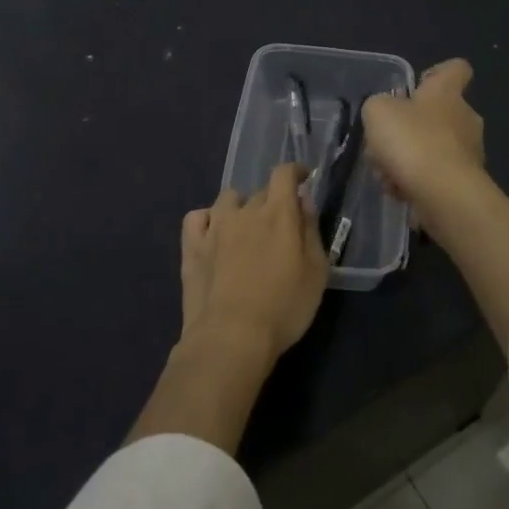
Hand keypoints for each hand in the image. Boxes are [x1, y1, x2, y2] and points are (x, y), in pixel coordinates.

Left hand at [179, 162, 327, 364]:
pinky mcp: (192, 247)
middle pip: (260, 191)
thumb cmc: (284, 307)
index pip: (284, 173)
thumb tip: (304, 200)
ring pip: (228, 199)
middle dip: (273, 201)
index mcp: (278, 213)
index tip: (304, 180)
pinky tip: (214, 234)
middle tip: (281, 227)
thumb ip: (311, 230)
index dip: (296, 172)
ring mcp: (214, 227)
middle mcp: (245, 211)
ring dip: (241, 208)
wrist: (231, 336)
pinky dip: (208, 220)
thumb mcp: (316, 271)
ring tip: (246, 230)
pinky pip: (197, 218)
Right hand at [361, 58, 485, 224]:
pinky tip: (398, 191)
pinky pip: (435, 177)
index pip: (456, 69)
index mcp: (447, 93)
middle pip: (437, 115)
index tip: (419, 85)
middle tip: (384, 144)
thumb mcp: (377, 111)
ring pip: (432, 149)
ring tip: (385, 175)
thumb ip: (379, 105)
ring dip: (407, 160)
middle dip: (409, 129)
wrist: (443, 194)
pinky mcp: (465, 183)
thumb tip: (387, 113)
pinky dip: (416, 182)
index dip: (438, 72)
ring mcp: (468, 152)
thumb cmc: (412, 141)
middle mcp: (465, 118)